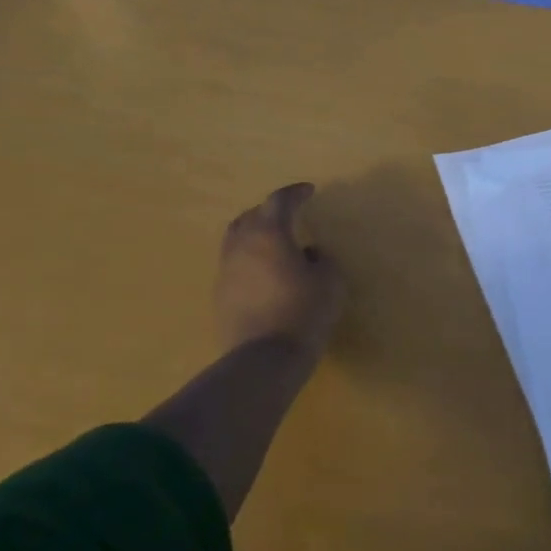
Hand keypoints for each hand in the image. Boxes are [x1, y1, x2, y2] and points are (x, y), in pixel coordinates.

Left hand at [214, 183, 344, 356]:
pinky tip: (266, 274)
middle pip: (251, 216)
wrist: (263, 359)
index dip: (295, 193)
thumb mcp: (330, 281)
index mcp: (269, 233)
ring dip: (256, 234)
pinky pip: (235, 265)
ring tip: (275, 244)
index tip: (309, 191)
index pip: (280, 201)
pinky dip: (250, 260)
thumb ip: (322, 259)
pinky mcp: (220, 296)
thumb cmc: (303, 312)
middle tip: (289, 215)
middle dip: (270, 211)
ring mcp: (226, 271)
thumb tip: (309, 253)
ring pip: (237, 240)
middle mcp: (242, 245)